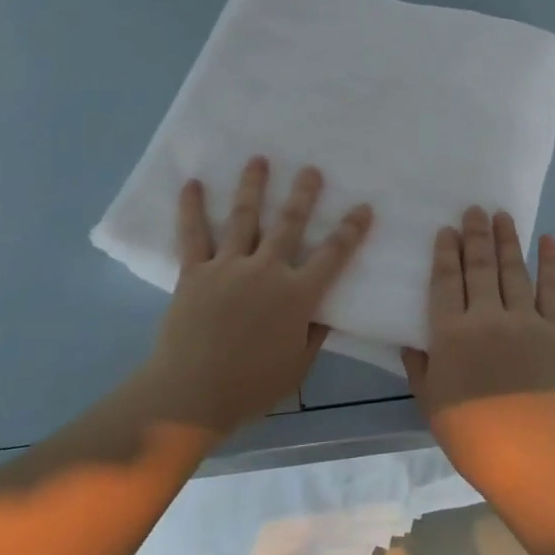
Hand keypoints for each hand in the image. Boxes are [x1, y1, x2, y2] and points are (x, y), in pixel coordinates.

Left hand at [141, 157, 372, 439]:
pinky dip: (192, 208)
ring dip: (253, 186)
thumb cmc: (250, 387)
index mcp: (296, 296)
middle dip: (303, 195)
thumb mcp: (297, 367)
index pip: (332, 256)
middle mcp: (265, 271)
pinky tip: (193, 184)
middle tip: (311, 169)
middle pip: (289, 224)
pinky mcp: (195, 272)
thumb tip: (326, 311)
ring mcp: (228, 267)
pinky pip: (193, 234)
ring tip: (259, 160)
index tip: (363, 207)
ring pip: (244, 217)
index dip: (351, 231)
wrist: (192, 394)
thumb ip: (314, 335)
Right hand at [402, 207, 554, 505]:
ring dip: (507, 239)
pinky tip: (548, 241)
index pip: (446, 280)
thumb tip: (411, 338)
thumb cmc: (472, 436)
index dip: (446, 251)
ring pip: (513, 270)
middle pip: (479, 266)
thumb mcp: (431, 403)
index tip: (447, 229)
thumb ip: (419, 366)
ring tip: (502, 215)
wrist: (532, 462)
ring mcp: (526, 322)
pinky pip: (553, 290)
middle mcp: (487, 318)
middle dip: (475, 235)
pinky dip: (551, 263)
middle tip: (475, 208)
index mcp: (452, 334)